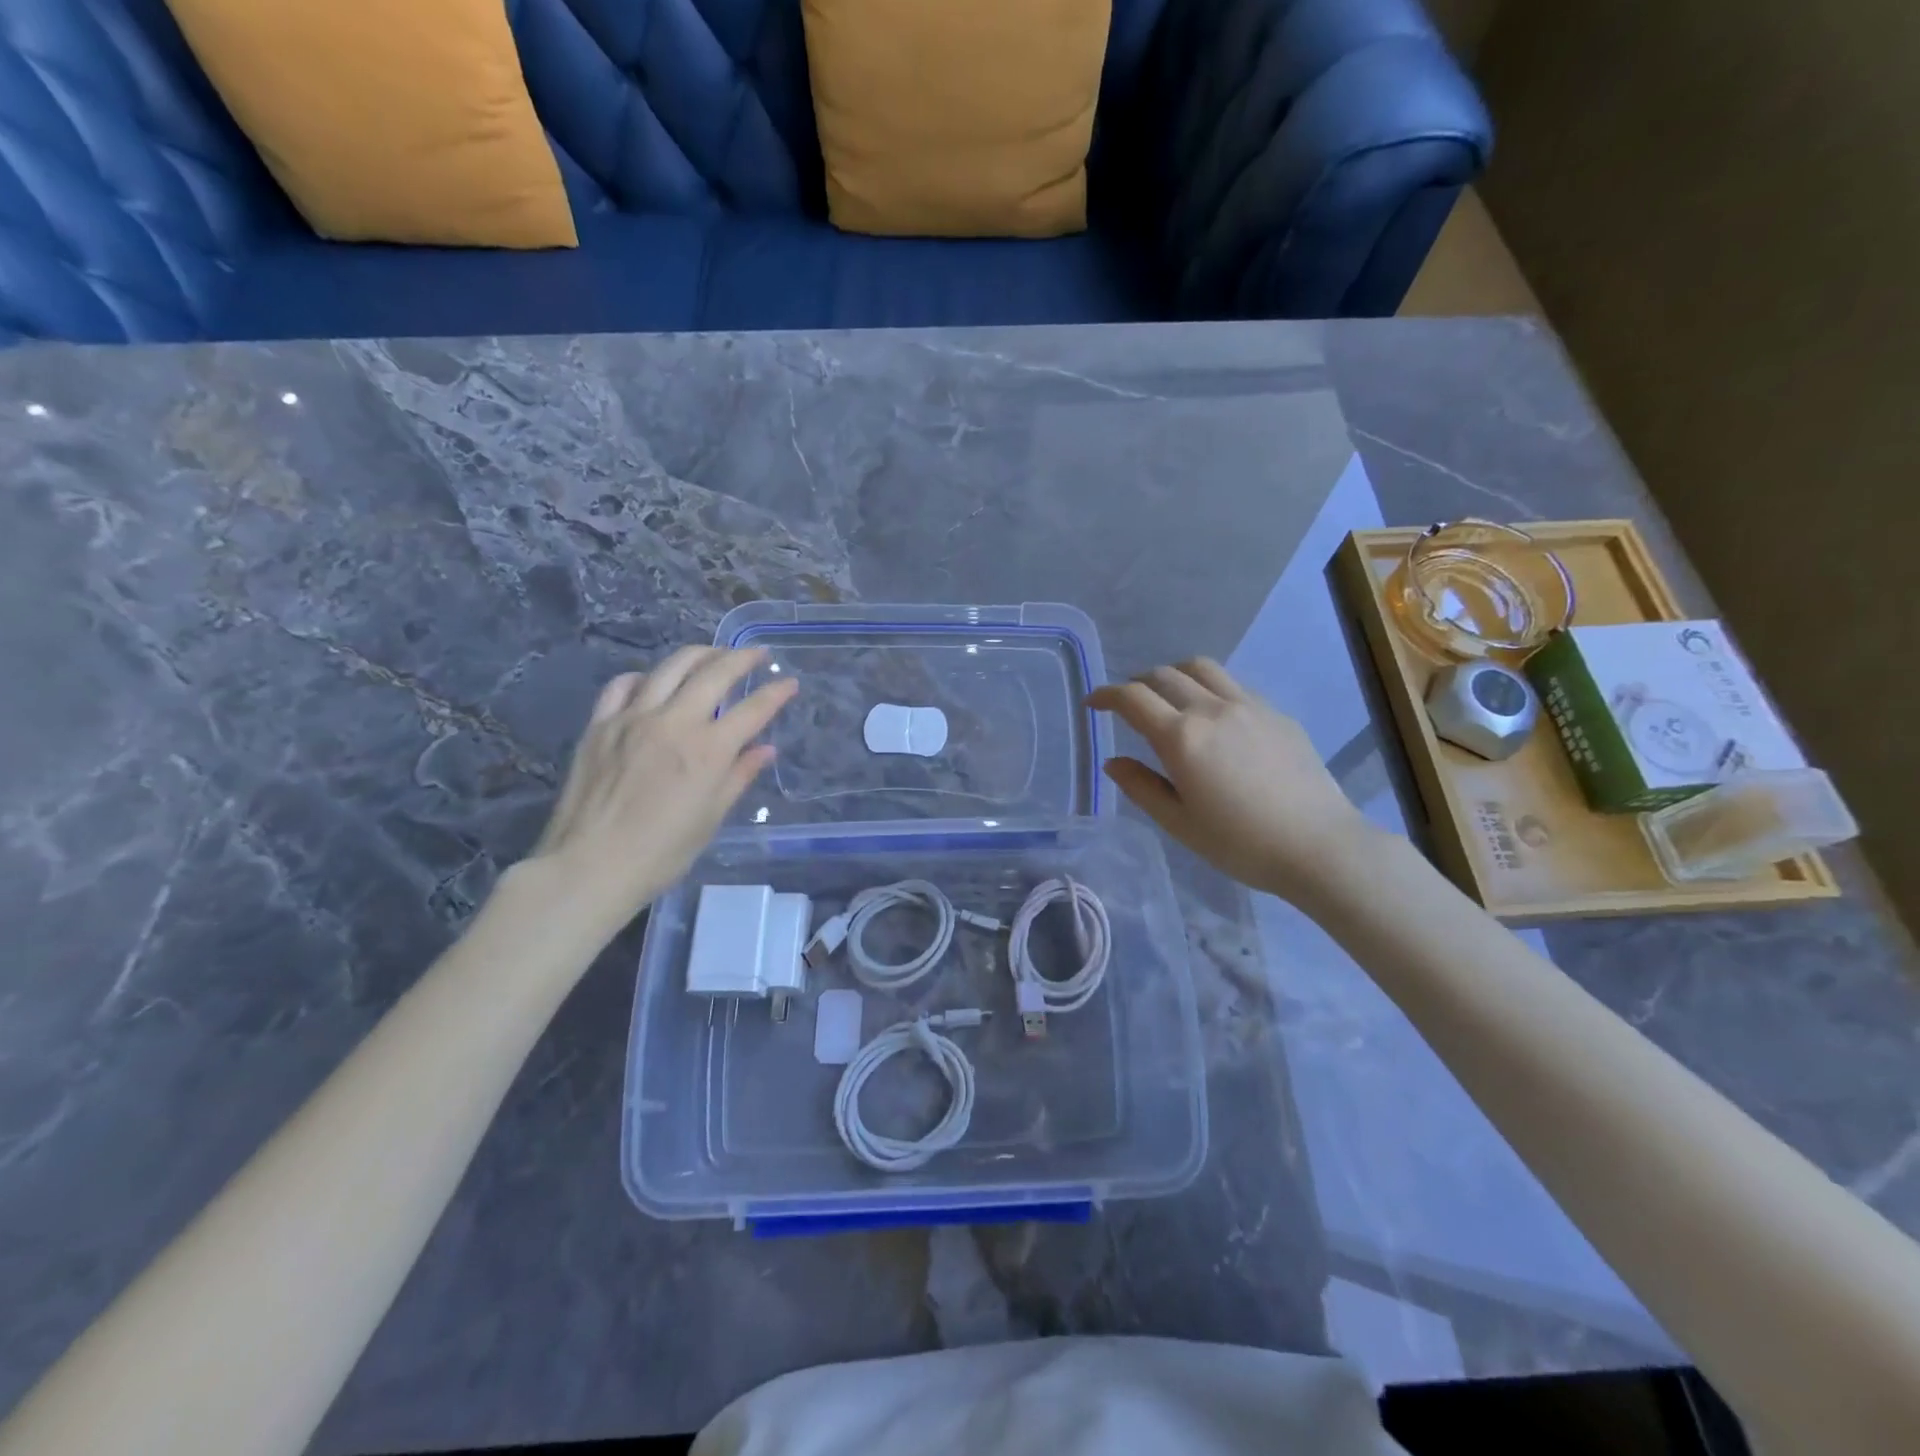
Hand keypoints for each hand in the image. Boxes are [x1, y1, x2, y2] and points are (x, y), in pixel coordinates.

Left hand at [525, 646, 796, 930]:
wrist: (589, 866)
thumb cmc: (661, 852)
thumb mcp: (710, 818)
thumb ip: (739, 776)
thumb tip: (765, 749)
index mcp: (708, 750)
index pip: (753, 709)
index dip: (776, 693)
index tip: (790, 683)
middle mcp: (674, 722)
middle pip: (715, 672)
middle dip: (742, 658)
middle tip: (757, 654)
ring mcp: (633, 718)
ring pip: (670, 667)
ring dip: (699, 654)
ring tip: (713, 655)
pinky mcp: (600, 724)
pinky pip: (623, 685)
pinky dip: (645, 677)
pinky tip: (653, 682)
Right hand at [1088, 658, 1375, 901]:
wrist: (1319, 846)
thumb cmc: (1241, 844)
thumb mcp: (1179, 823)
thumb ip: (1141, 787)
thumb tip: (1113, 763)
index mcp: (1181, 738)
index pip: (1132, 699)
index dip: (1106, 696)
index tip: (1092, 703)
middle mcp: (1211, 709)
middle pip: (1163, 675)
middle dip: (1136, 684)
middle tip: (1127, 705)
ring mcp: (1248, 706)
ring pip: (1201, 668)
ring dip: (1173, 674)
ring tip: (1167, 696)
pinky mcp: (1275, 713)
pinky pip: (1232, 685)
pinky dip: (1208, 687)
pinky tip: (1212, 715)